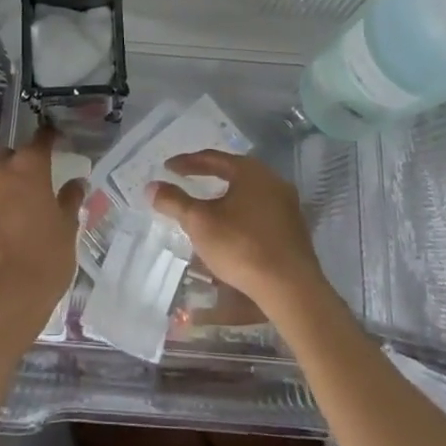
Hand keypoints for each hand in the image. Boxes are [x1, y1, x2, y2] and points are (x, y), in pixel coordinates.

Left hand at [0, 129, 84, 345]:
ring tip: (6, 217)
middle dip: (19, 167)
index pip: (40, 139)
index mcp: (28, 168)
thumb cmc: (41, 264)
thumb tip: (75, 183)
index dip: (49, 139)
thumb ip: (70, 201)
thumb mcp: (67, 232)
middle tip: (31, 190)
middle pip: (8, 157)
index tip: (56, 143)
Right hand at [148, 152, 327, 318]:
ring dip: (226, 197)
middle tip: (186, 181)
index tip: (168, 168)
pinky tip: (232, 228)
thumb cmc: (241, 246)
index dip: (187, 163)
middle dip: (208, 176)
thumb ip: (174, 201)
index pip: (212, 158)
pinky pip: (260, 211)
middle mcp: (272, 180)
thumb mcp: (200, 223)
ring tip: (207, 206)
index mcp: (250, 171)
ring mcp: (287, 204)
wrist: (290, 288)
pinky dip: (241, 214)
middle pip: (233, 172)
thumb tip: (151, 186)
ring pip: (248, 193)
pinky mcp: (294, 228)